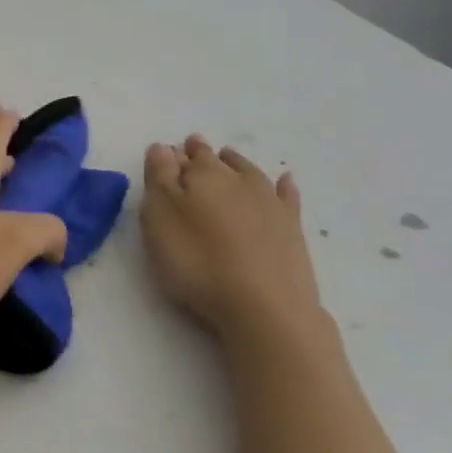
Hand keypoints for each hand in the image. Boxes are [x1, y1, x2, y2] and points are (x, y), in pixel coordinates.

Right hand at [141, 135, 330, 356]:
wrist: (264, 305)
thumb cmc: (197, 260)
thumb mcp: (160, 218)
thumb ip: (159, 178)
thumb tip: (162, 147)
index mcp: (201, 174)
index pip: (183, 156)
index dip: (173, 155)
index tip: (167, 153)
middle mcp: (237, 179)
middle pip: (216, 160)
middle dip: (202, 154)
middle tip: (193, 148)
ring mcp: (269, 201)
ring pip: (248, 171)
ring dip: (235, 163)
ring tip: (227, 157)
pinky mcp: (292, 227)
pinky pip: (286, 195)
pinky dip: (283, 185)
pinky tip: (284, 181)